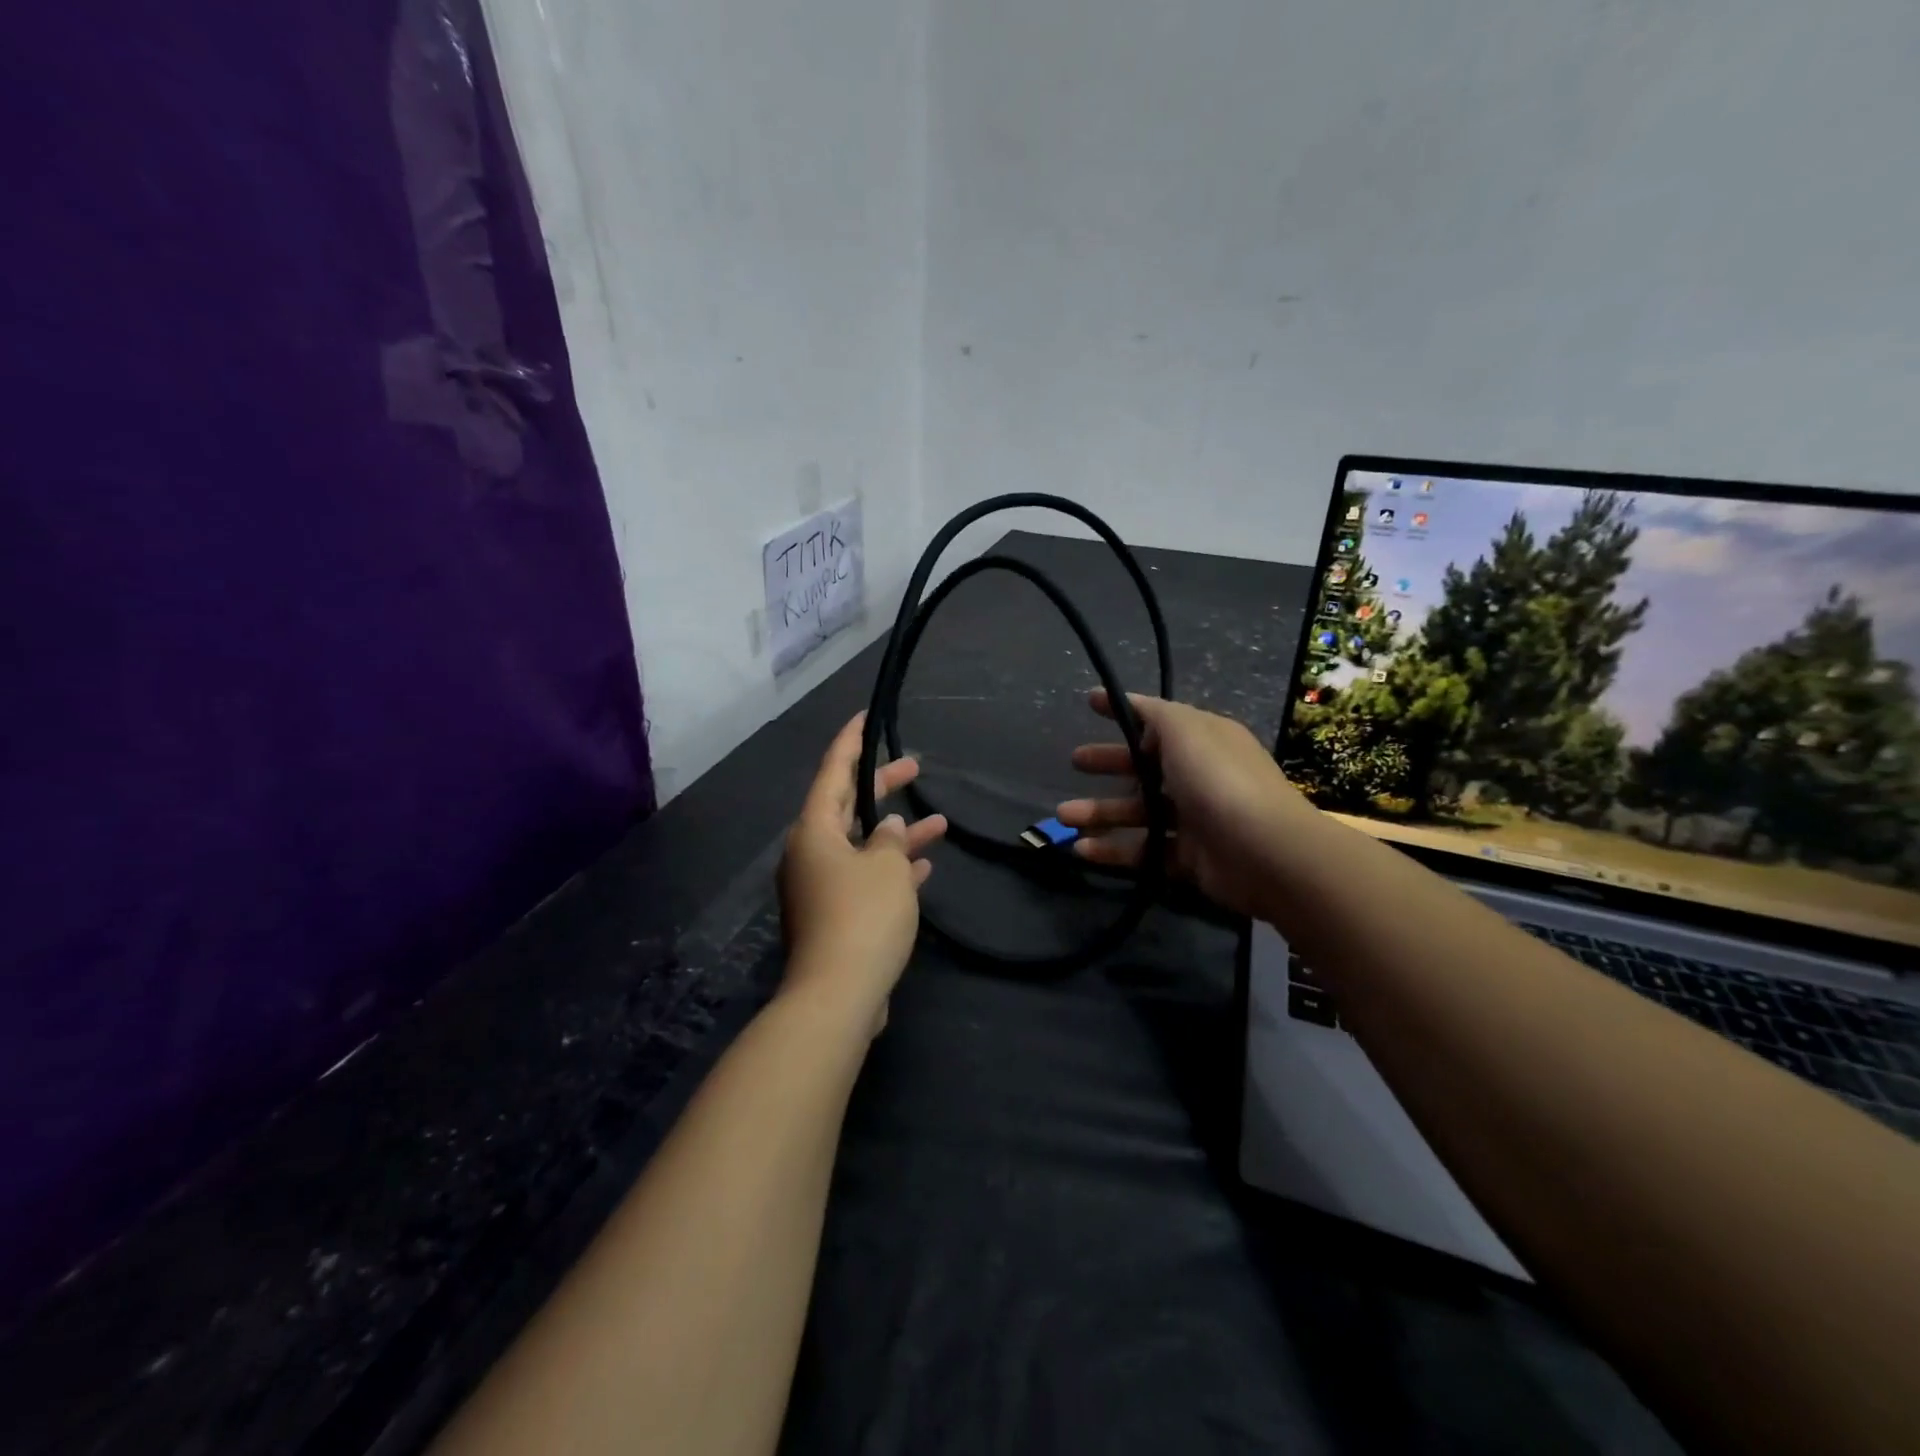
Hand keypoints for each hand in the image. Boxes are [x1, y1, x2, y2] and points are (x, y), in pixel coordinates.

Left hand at [778, 713, 946, 1026]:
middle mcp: (811, 854)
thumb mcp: (885, 867)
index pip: (832, 772)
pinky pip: (866, 879)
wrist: (837, 996)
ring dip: (897, 834)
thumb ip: (889, 839)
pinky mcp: (836, 917)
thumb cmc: (862, 917)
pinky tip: (925, 867)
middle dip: (882, 787)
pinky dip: (892, 870)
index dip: (850, 742)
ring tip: (939, 822)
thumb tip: (885, 829)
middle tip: (915, 767)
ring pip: (862, 845)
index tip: (865, 717)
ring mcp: (821, 888)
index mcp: (814, 831)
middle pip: (848, 807)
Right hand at [1055, 690, 1313, 921]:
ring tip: (1063, 816)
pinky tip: (1081, 850)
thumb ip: (1154, 714)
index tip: (1089, 704)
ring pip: (1138, 811)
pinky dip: (1113, 850)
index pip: (1156, 720)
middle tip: (1074, 762)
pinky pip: (1144, 850)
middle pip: (1144, 766)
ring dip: (1099, 812)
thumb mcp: (1185, 730)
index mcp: (1203, 740)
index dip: (1123, 711)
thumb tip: (1133, 706)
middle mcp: (1199, 775)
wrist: (1266, 853)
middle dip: (1108, 763)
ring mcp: (1195, 818)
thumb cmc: (1220, 781)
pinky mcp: (1188, 858)